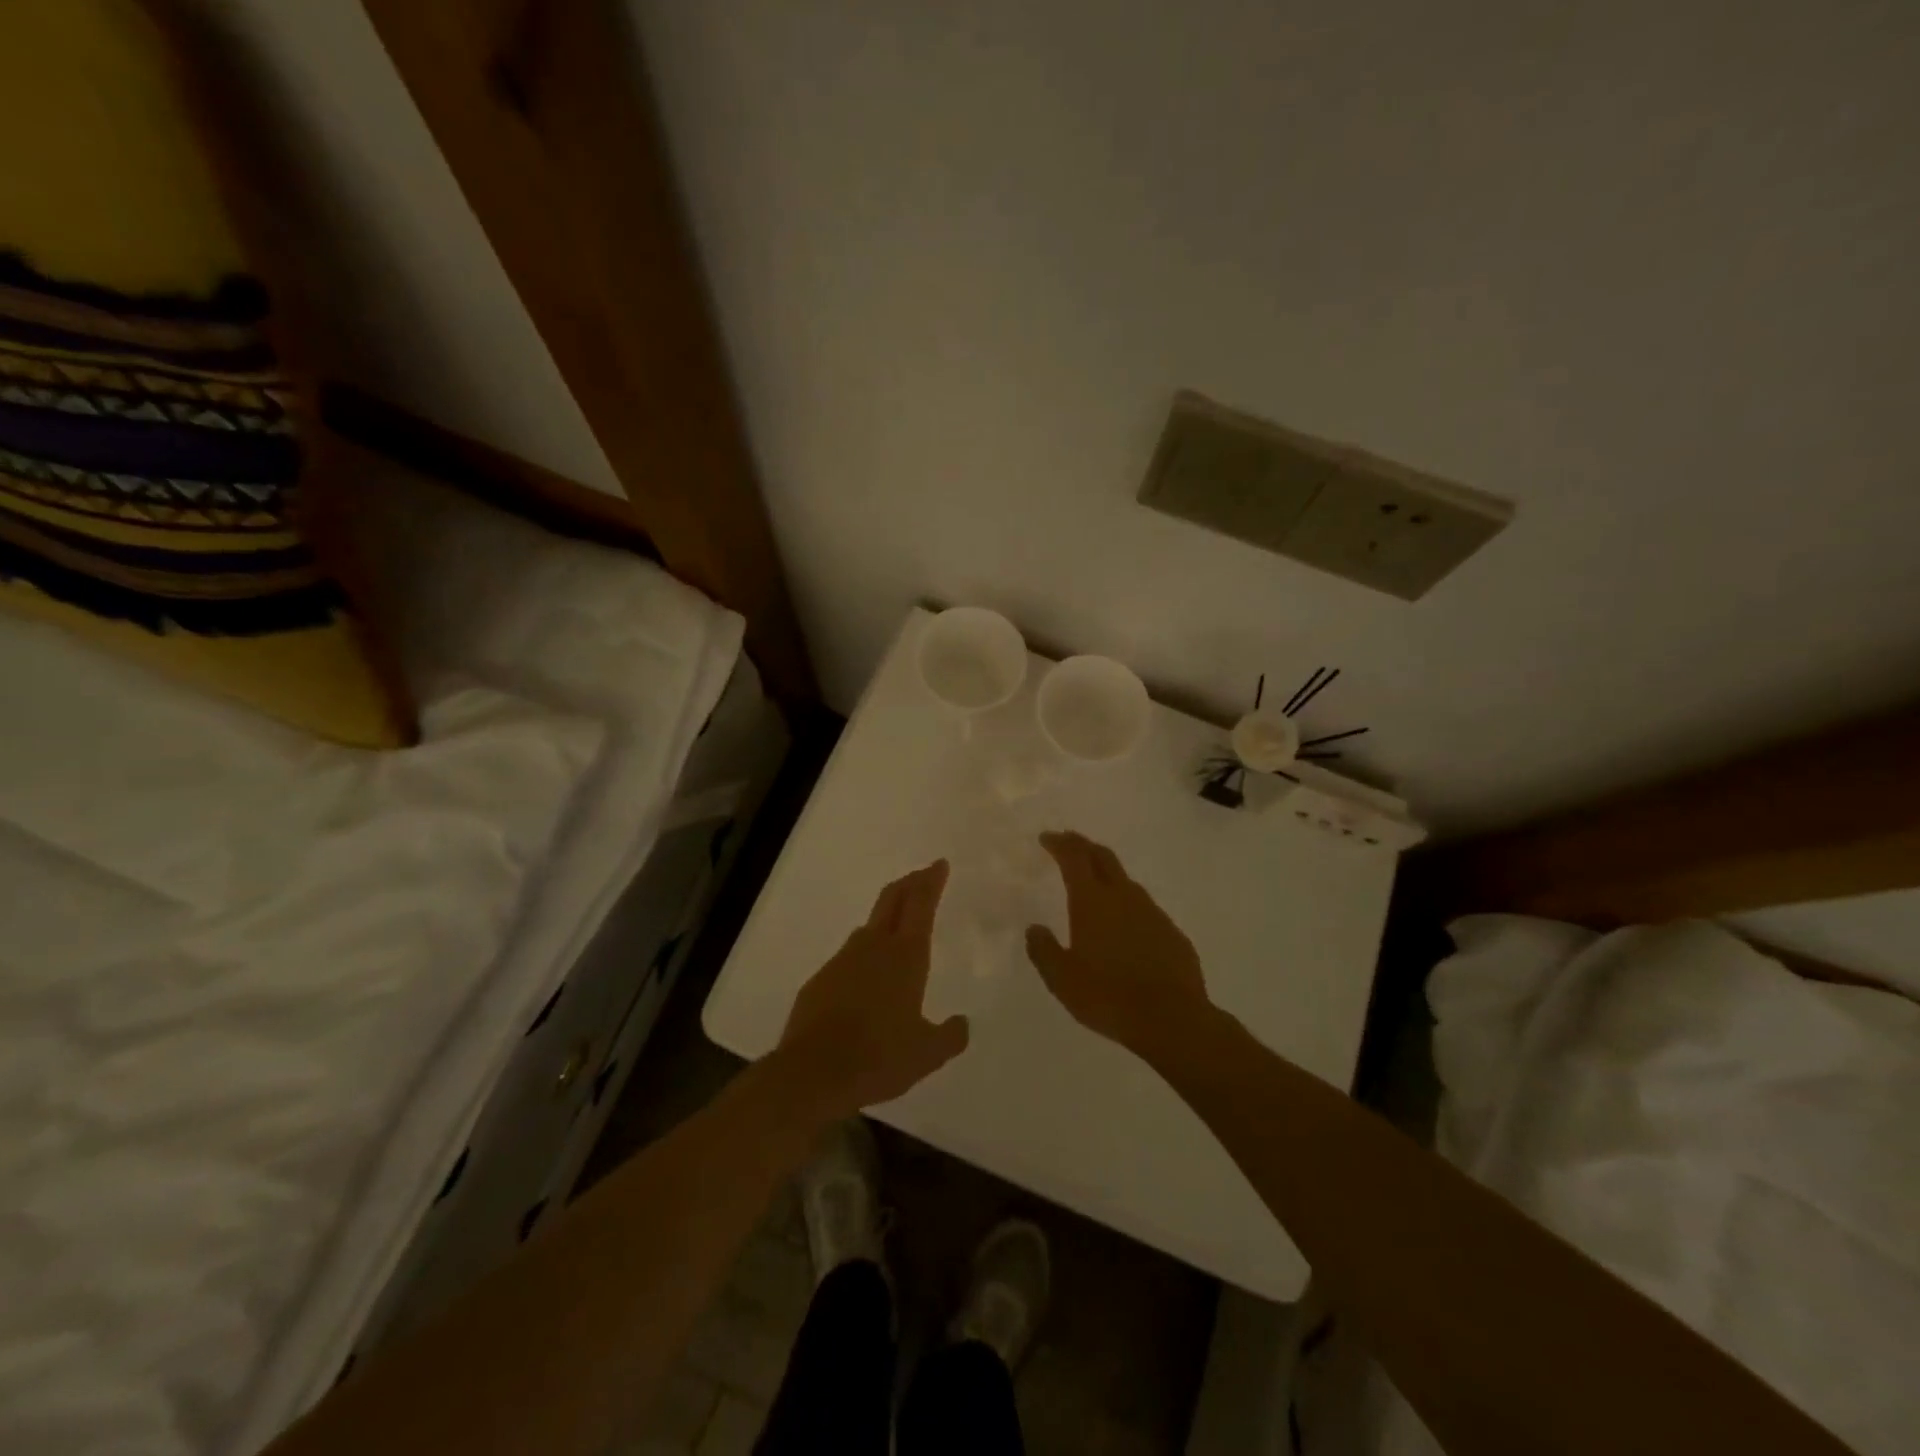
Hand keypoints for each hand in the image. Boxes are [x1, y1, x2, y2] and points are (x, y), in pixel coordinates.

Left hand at [775, 860, 969, 1117]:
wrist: (812, 1072)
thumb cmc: (879, 1057)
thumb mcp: (927, 1054)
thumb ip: (950, 1036)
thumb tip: (962, 1023)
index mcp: (906, 956)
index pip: (921, 904)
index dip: (931, 881)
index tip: (938, 864)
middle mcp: (874, 947)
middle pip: (892, 901)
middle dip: (909, 884)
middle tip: (921, 875)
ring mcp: (842, 961)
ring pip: (868, 928)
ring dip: (885, 919)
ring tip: (896, 928)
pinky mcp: (820, 980)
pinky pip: (848, 959)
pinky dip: (863, 957)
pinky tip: (865, 980)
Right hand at [1026, 831, 1212, 1057]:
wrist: (1172, 1020)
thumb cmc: (1108, 996)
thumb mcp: (1062, 979)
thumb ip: (1044, 950)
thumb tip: (1034, 929)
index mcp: (1092, 902)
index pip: (1074, 858)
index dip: (1060, 844)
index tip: (1047, 838)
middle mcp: (1124, 897)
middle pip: (1103, 857)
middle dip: (1084, 845)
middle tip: (1070, 842)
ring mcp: (1153, 913)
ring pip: (1126, 881)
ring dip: (1108, 875)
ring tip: (1096, 885)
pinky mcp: (1172, 933)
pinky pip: (1145, 909)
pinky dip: (1129, 906)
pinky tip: (1126, 926)